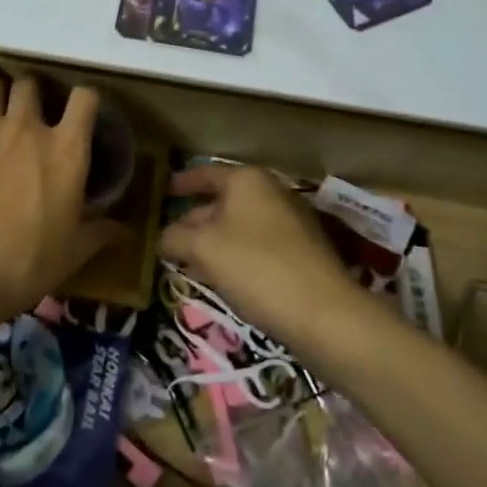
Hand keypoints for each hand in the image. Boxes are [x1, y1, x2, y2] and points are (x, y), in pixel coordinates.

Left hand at [0, 75, 121, 344]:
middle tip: (28, 117)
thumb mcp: (70, 255)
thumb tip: (125, 233)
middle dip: (32, 96)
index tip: (79, 111)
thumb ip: (99, 234)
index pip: (84, 99)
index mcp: (65, 151)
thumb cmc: (21, 265)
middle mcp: (26, 127)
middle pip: (32, 85)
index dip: (84, 100)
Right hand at [158, 165, 359, 347]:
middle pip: (224, 200)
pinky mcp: (303, 252)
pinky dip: (236, 254)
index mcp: (247, 180)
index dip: (183, 182)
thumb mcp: (202, 249)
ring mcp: (292, 222)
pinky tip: (221, 277)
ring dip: (214, 241)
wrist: (323, 313)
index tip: (164, 191)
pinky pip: (258, 245)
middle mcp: (272, 192)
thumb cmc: (256, 267)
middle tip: (170, 236)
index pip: (206, 173)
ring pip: (241, 225)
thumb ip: (175, 237)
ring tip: (189, 260)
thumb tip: (163, 237)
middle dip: (196, 219)